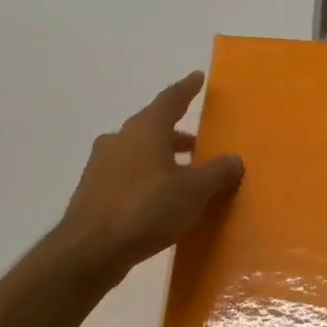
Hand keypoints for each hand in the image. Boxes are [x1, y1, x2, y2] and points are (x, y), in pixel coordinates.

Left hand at [56, 72, 243, 280]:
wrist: (91, 249)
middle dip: (177, 134)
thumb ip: (218, 172)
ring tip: (183, 176)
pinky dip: (147, 179)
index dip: (187, 89)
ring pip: (139, 153)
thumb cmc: (147, 209)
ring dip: (162, 159)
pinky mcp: (94, 192)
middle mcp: (120, 139)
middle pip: (153, 128)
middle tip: (198, 143)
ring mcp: (102, 166)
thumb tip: (235, 159)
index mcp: (145, 129)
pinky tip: (159, 200)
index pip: (170, 99)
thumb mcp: (194, 191)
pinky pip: (128, 177)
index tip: (197, 78)